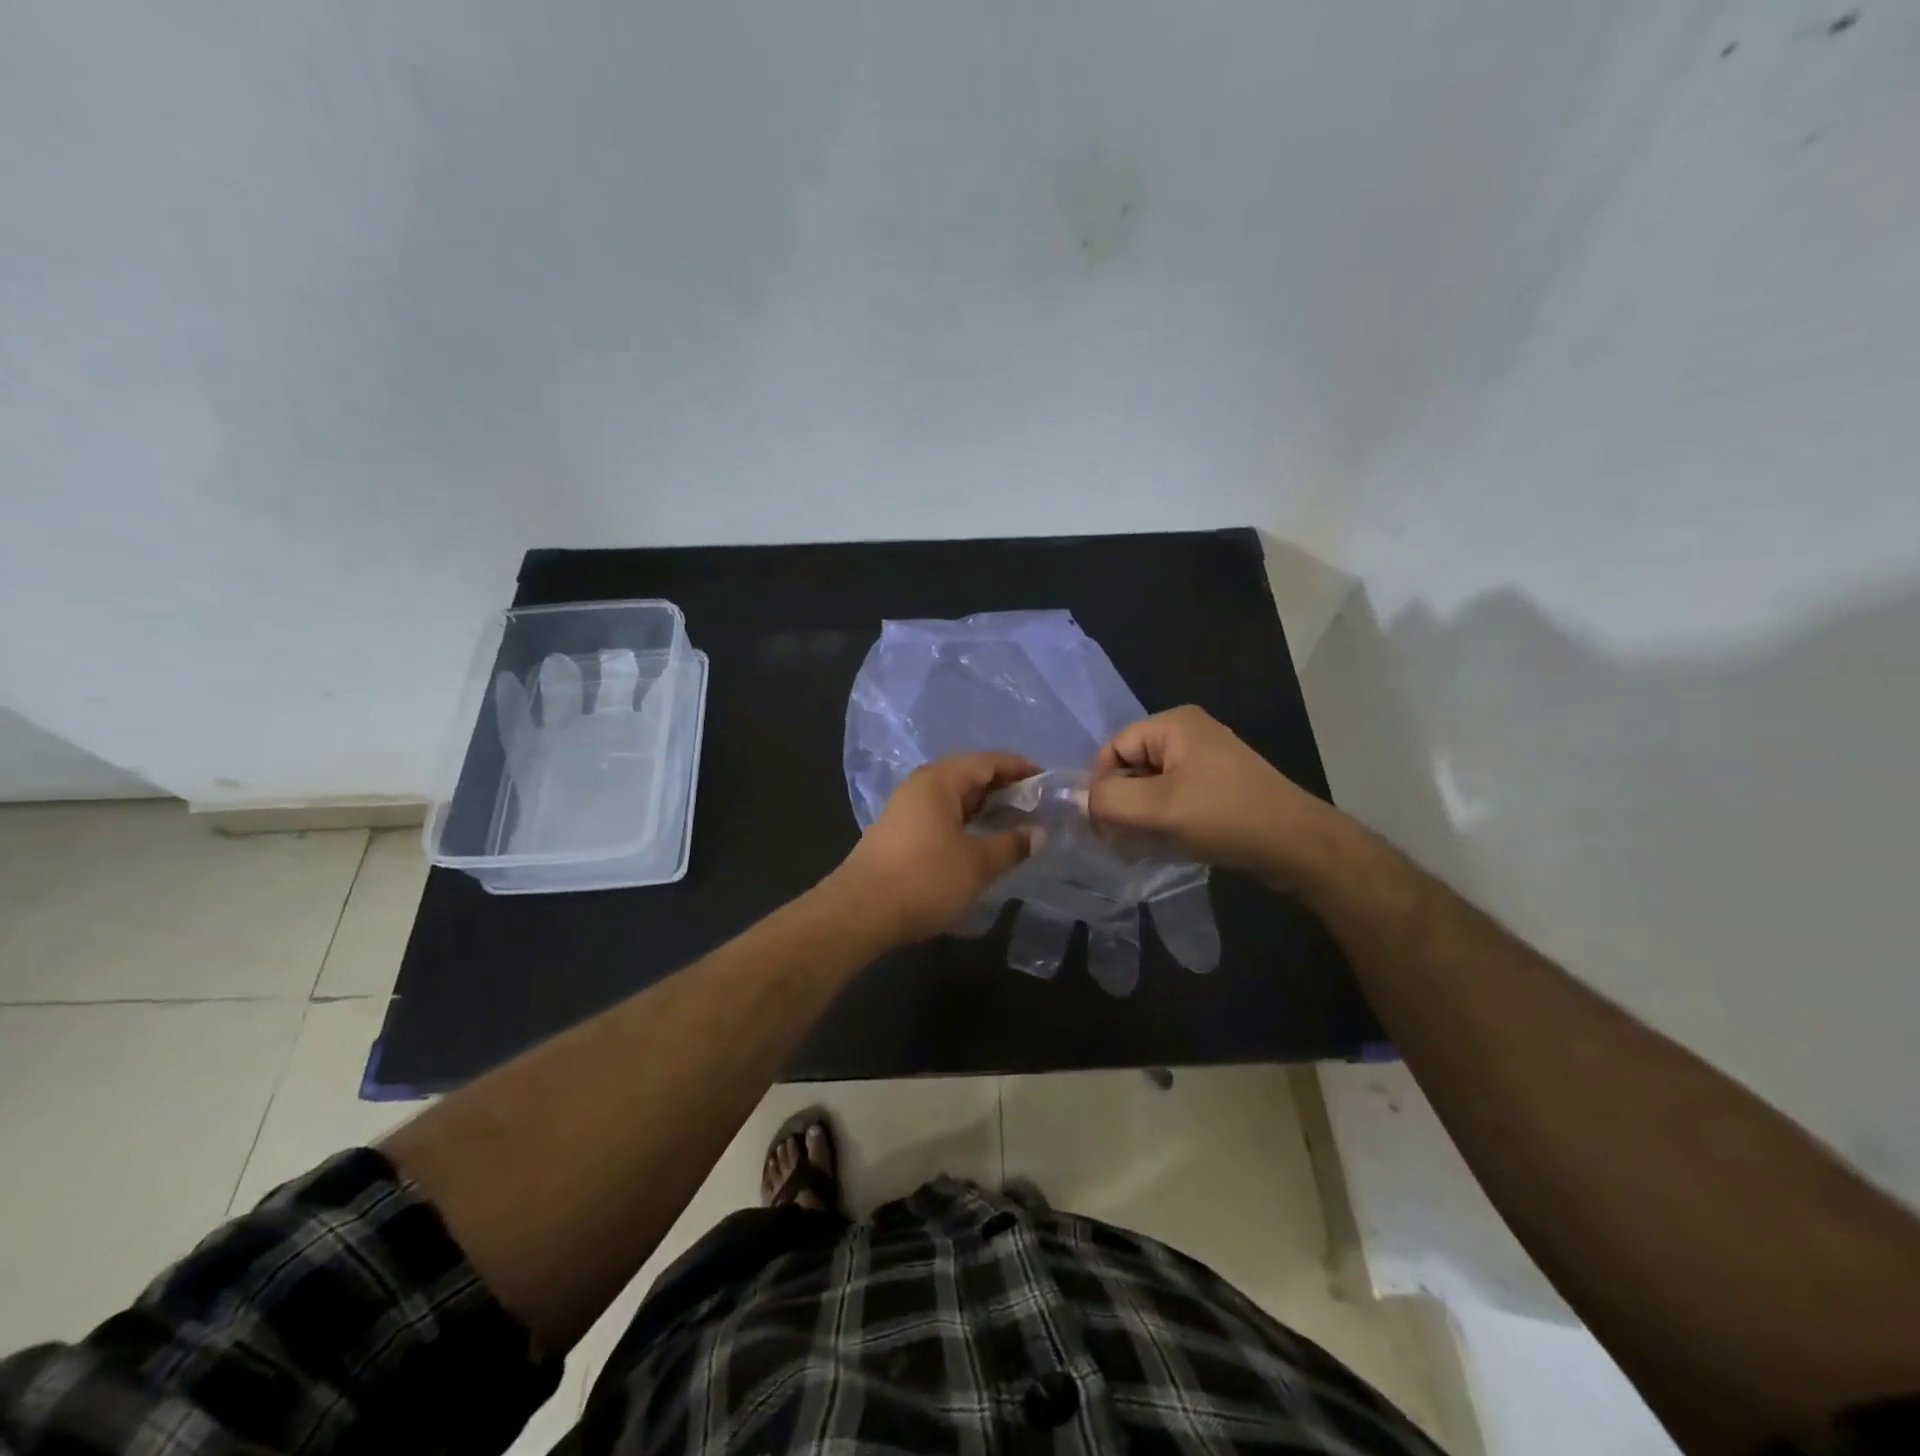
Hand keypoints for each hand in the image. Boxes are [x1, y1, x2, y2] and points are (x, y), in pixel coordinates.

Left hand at [829, 752, 1038, 948]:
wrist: (861, 912)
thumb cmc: (925, 879)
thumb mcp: (977, 863)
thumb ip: (1011, 844)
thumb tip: (1038, 833)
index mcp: (939, 781)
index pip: (986, 761)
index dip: (1018, 767)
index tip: (1046, 779)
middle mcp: (920, 787)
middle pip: (968, 776)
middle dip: (1003, 788)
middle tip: (1035, 805)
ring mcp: (906, 810)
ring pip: (954, 799)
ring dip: (984, 808)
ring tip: (1014, 824)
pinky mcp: (900, 834)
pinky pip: (941, 816)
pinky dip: (966, 823)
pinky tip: (981, 842)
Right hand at [1086, 706, 1340, 884]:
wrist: (1297, 845)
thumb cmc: (1224, 817)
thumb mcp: (1157, 808)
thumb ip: (1109, 800)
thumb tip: (1079, 800)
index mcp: (1174, 724)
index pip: (1114, 748)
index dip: (1100, 784)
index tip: (1099, 823)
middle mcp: (1189, 734)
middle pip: (1131, 766)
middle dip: (1120, 803)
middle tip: (1116, 839)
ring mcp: (1206, 761)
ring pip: (1151, 786)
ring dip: (1139, 816)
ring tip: (1138, 846)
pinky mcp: (1217, 787)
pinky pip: (1173, 797)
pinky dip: (1161, 820)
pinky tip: (1161, 845)